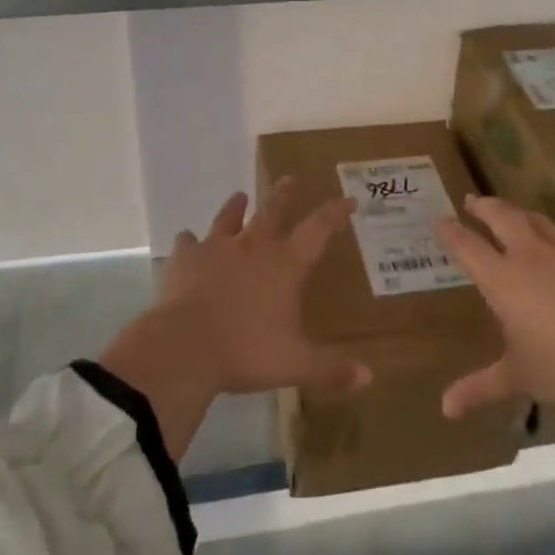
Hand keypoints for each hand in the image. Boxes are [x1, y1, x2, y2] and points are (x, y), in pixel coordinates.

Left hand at [99, 181, 370, 458]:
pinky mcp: (184, 260)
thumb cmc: (245, 352)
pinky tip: (187, 240)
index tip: (347, 199)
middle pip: (272, 212)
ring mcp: (216, 249)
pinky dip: (189, 241)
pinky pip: (187, 243)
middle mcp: (253, 247)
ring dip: (235, 207)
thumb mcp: (295, 364)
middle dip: (284, 196)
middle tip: (289, 178)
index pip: (318, 229)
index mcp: (285, 265)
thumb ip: (331, 369)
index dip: (334, 213)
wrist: (184, 346)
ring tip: (239, 195)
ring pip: (229, 219)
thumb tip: (369, 377)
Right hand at [435, 195, 554, 420]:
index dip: (451, 231)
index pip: (468, 246)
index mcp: (503, 279)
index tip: (439, 220)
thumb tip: (446, 409)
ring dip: (518, 213)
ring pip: (536, 222)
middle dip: (484, 206)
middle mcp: (530, 258)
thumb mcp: (517, 378)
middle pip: (502, 217)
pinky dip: (552, 242)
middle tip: (472, 201)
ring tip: (511, 212)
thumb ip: (480, 387)